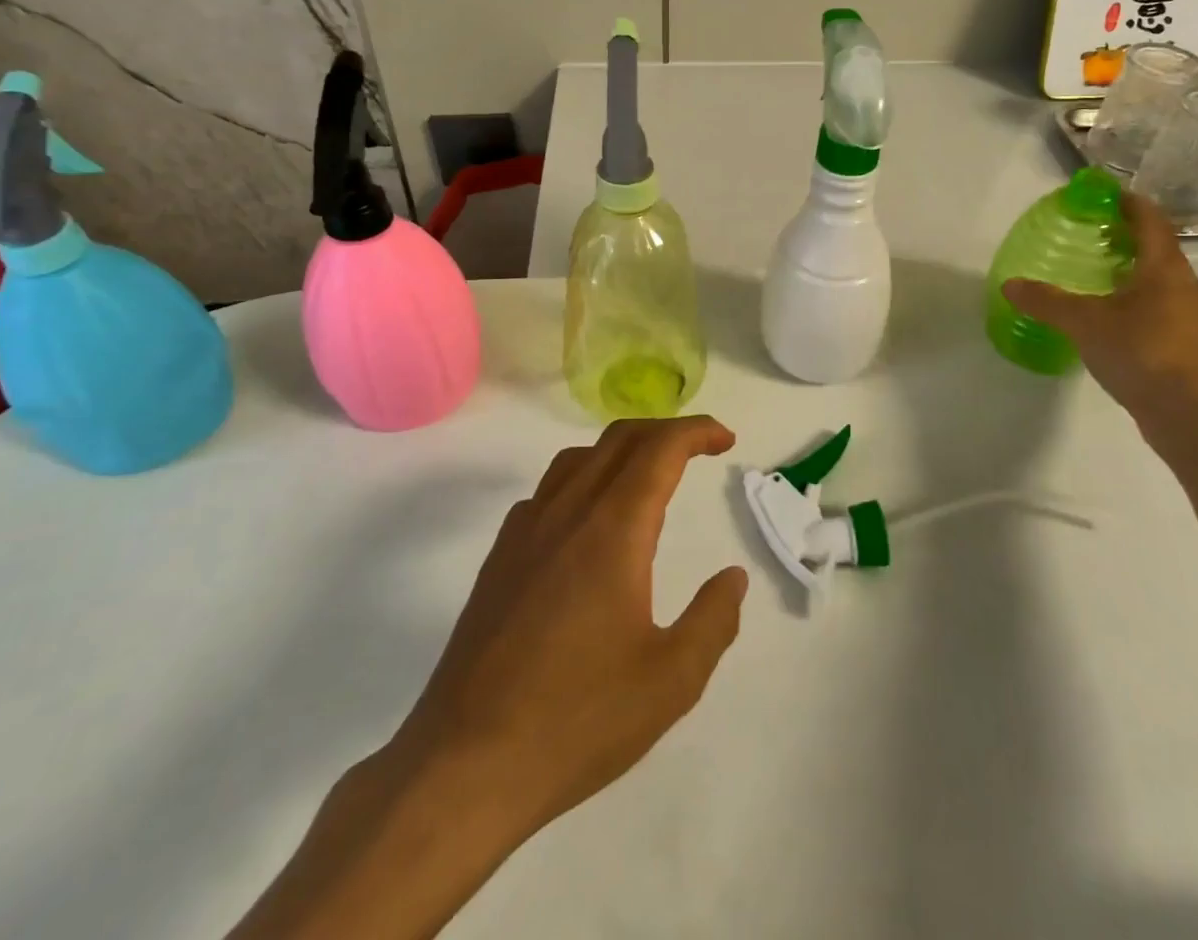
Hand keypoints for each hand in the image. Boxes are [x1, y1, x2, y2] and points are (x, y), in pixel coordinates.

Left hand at [226, 417, 747, 939]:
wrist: (464, 766)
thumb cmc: (577, 721)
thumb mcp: (671, 681)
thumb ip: (713, 620)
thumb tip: (733, 577)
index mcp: (613, 529)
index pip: (660, 449)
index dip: (697, 432)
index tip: (726, 439)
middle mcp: (567, 512)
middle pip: (619, 439)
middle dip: (665, 431)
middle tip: (699, 449)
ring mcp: (525, 532)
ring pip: (578, 459)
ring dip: (622, 450)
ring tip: (649, 476)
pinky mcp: (499, 559)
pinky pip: (546, 492)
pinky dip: (582, 480)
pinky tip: (588, 521)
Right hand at [1003, 191, 1197, 416]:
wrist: (1187, 414)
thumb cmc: (1140, 352)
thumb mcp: (1083, 322)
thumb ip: (1046, 301)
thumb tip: (1010, 285)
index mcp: (1164, 267)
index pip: (1149, 218)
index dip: (1127, 202)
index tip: (1101, 196)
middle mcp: (1183, 283)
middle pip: (1156, 246)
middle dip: (1125, 235)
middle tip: (1088, 233)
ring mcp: (1188, 314)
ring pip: (1158, 277)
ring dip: (1130, 268)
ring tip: (1093, 272)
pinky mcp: (1185, 341)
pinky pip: (1158, 304)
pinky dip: (1134, 297)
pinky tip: (1109, 314)